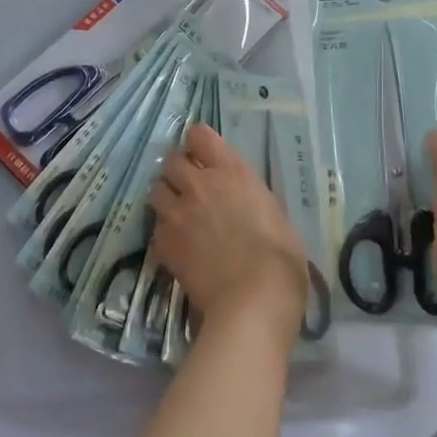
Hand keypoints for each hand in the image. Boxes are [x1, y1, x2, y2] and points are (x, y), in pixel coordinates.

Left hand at [150, 124, 307, 339]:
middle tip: (189, 187)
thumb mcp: (275, 214)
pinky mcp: (164, 243)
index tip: (203, 155)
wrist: (253, 301)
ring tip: (178, 215)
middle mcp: (200, 184)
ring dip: (166, 198)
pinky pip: (156, 228)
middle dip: (178, 171)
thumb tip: (244, 204)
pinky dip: (164, 234)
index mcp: (232, 172)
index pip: (199, 135)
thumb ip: (251, 199)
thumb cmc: (280, 258)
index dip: (198, 143)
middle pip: (171, 160)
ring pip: (156, 190)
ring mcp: (178, 213)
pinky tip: (178, 248)